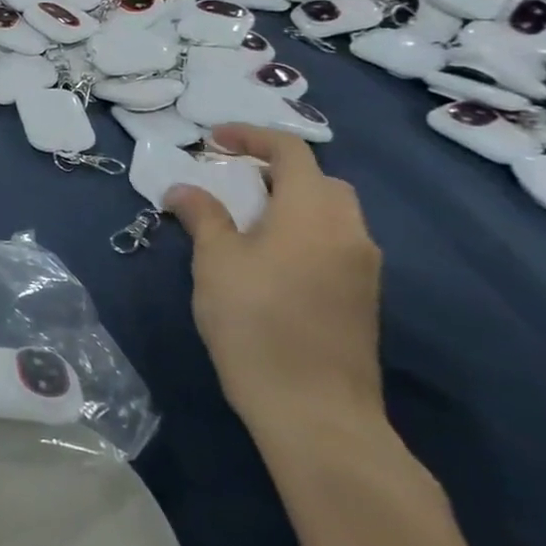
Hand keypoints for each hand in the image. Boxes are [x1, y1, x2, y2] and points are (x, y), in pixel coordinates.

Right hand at [165, 125, 382, 439]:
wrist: (313, 409)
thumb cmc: (255, 322)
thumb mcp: (215, 261)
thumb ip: (202, 216)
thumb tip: (183, 189)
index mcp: (314, 213)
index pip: (292, 152)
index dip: (251, 136)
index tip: (213, 140)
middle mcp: (350, 231)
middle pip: (320, 180)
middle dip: (276, 169)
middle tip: (231, 180)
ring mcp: (362, 267)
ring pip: (331, 213)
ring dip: (290, 202)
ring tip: (244, 218)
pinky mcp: (362, 297)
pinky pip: (334, 242)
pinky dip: (302, 230)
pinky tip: (268, 257)